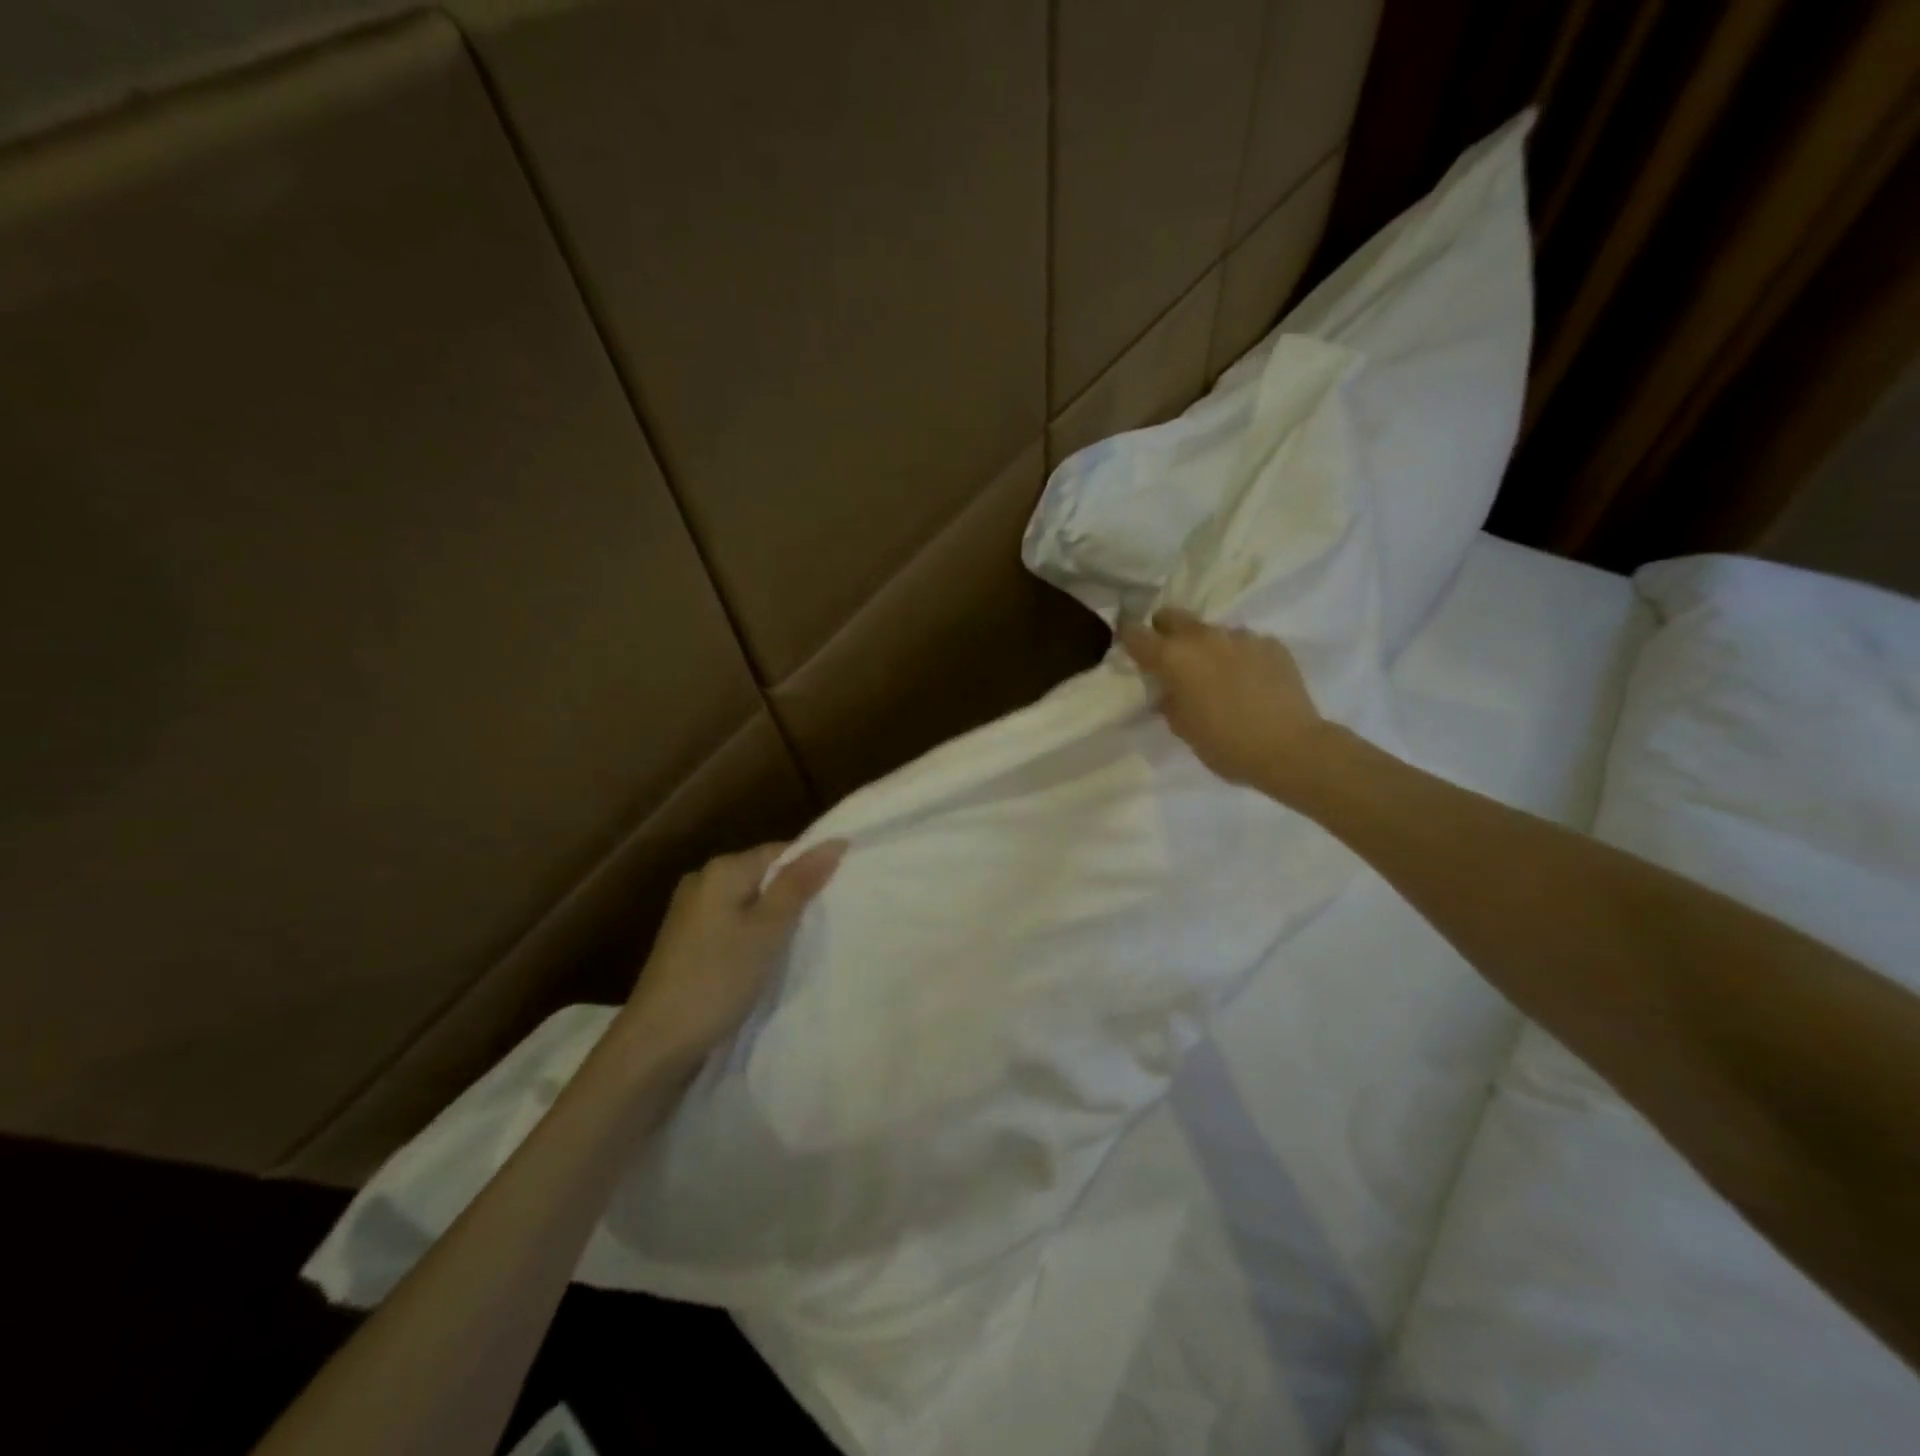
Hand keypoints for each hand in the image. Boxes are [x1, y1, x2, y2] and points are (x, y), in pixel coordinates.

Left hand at [620, 840, 846, 1059]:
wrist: (656, 1043)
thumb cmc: (717, 979)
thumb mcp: (767, 930)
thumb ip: (799, 884)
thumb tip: (834, 842)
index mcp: (722, 869)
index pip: (780, 852)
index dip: (812, 867)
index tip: (840, 893)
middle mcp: (703, 880)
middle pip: (763, 875)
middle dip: (794, 894)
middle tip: (827, 920)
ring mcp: (691, 912)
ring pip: (748, 902)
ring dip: (775, 918)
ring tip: (803, 941)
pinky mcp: (687, 941)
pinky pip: (732, 923)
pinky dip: (753, 935)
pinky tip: (767, 958)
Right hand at [1119, 607, 1328, 798]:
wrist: (1290, 748)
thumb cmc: (1225, 744)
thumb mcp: (1183, 728)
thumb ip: (1169, 701)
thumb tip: (1167, 690)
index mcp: (1174, 658)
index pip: (1136, 634)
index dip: (1128, 637)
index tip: (1128, 645)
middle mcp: (1204, 637)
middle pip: (1173, 616)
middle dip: (1165, 631)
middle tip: (1171, 658)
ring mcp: (1241, 636)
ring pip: (1212, 632)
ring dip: (1207, 647)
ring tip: (1218, 677)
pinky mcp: (1271, 644)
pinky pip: (1244, 644)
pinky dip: (1239, 657)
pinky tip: (1249, 682)